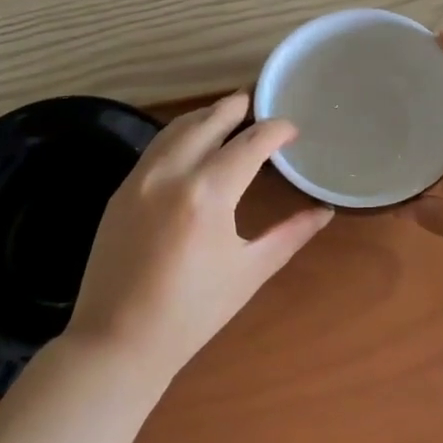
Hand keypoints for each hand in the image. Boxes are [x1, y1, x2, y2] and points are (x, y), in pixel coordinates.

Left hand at [67, 93, 333, 383]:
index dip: (275, 130)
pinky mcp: (121, 190)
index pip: (250, 144)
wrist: (118, 341)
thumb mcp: (249, 272)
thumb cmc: (193, 313)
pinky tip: (190, 144)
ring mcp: (140, 178)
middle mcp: (172, 173)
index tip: (291, 129)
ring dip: (204, 116)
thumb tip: (324, 211)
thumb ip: (289, 235)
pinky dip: (178, 135)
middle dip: (234, 108)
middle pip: (208, 122)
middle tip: (254, 101)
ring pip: (176, 129)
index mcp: (209, 193)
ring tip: (225, 114)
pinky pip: (155, 148)